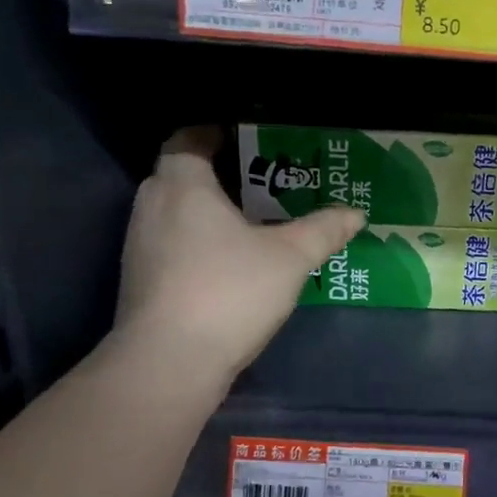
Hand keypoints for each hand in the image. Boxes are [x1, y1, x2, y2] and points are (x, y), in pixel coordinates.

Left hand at [112, 127, 363, 383]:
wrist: (169, 362)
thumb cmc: (230, 291)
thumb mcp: (290, 258)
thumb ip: (323, 230)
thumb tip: (356, 213)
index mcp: (184, 185)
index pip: (188, 139)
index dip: (214, 134)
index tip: (247, 141)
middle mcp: (152, 205)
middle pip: (181, 175)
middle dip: (219, 175)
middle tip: (262, 185)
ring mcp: (140, 245)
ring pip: (175, 212)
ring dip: (207, 212)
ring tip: (251, 224)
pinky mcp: (140, 279)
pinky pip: (170, 243)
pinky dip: (196, 242)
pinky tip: (228, 265)